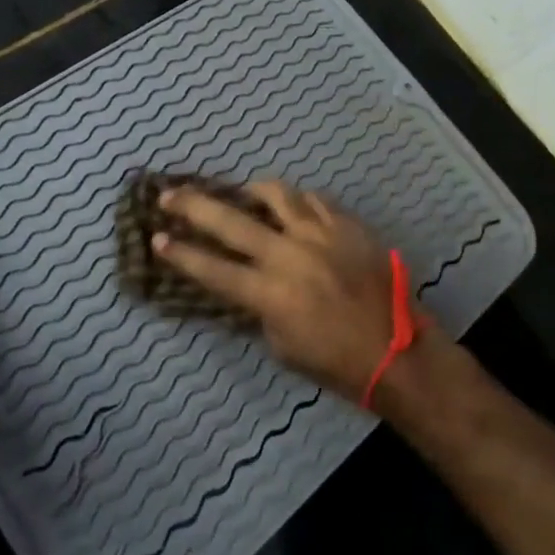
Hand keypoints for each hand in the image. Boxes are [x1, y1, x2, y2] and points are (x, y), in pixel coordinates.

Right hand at [153, 181, 429, 403]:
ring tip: (243, 194)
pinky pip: (314, 201)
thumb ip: (260, 309)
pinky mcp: (346, 224)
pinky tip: (294, 208)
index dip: (181, 254)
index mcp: (269, 294)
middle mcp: (288, 255)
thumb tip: (249, 283)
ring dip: (252, 192)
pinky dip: (298, 202)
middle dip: (193, 206)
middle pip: (231, 221)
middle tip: (170, 194)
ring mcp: (320, 234)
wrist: (398, 350)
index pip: (212, 269)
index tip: (157, 238)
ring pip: (276, 195)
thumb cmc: (337, 362)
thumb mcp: (283, 346)